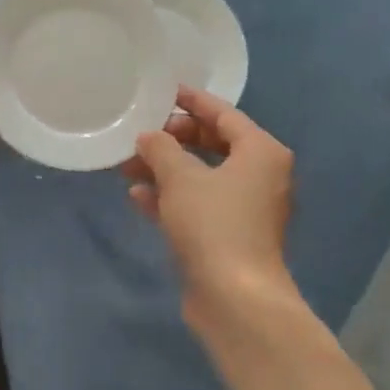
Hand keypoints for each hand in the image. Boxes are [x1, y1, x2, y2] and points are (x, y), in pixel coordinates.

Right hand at [123, 87, 296, 323]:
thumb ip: (161, 149)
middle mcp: (260, 176)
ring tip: (128, 165)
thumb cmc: (213, 225)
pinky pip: (199, 204)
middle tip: (142, 135)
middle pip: (213, 144)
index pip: (224, 114)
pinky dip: (172, 198)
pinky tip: (138, 196)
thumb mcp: (180, 178)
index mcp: (261, 152)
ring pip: (202, 176)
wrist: (235, 298)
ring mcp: (246, 208)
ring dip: (166, 170)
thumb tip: (149, 137)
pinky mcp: (231, 236)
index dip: (192, 101)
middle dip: (174, 139)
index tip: (165, 91)